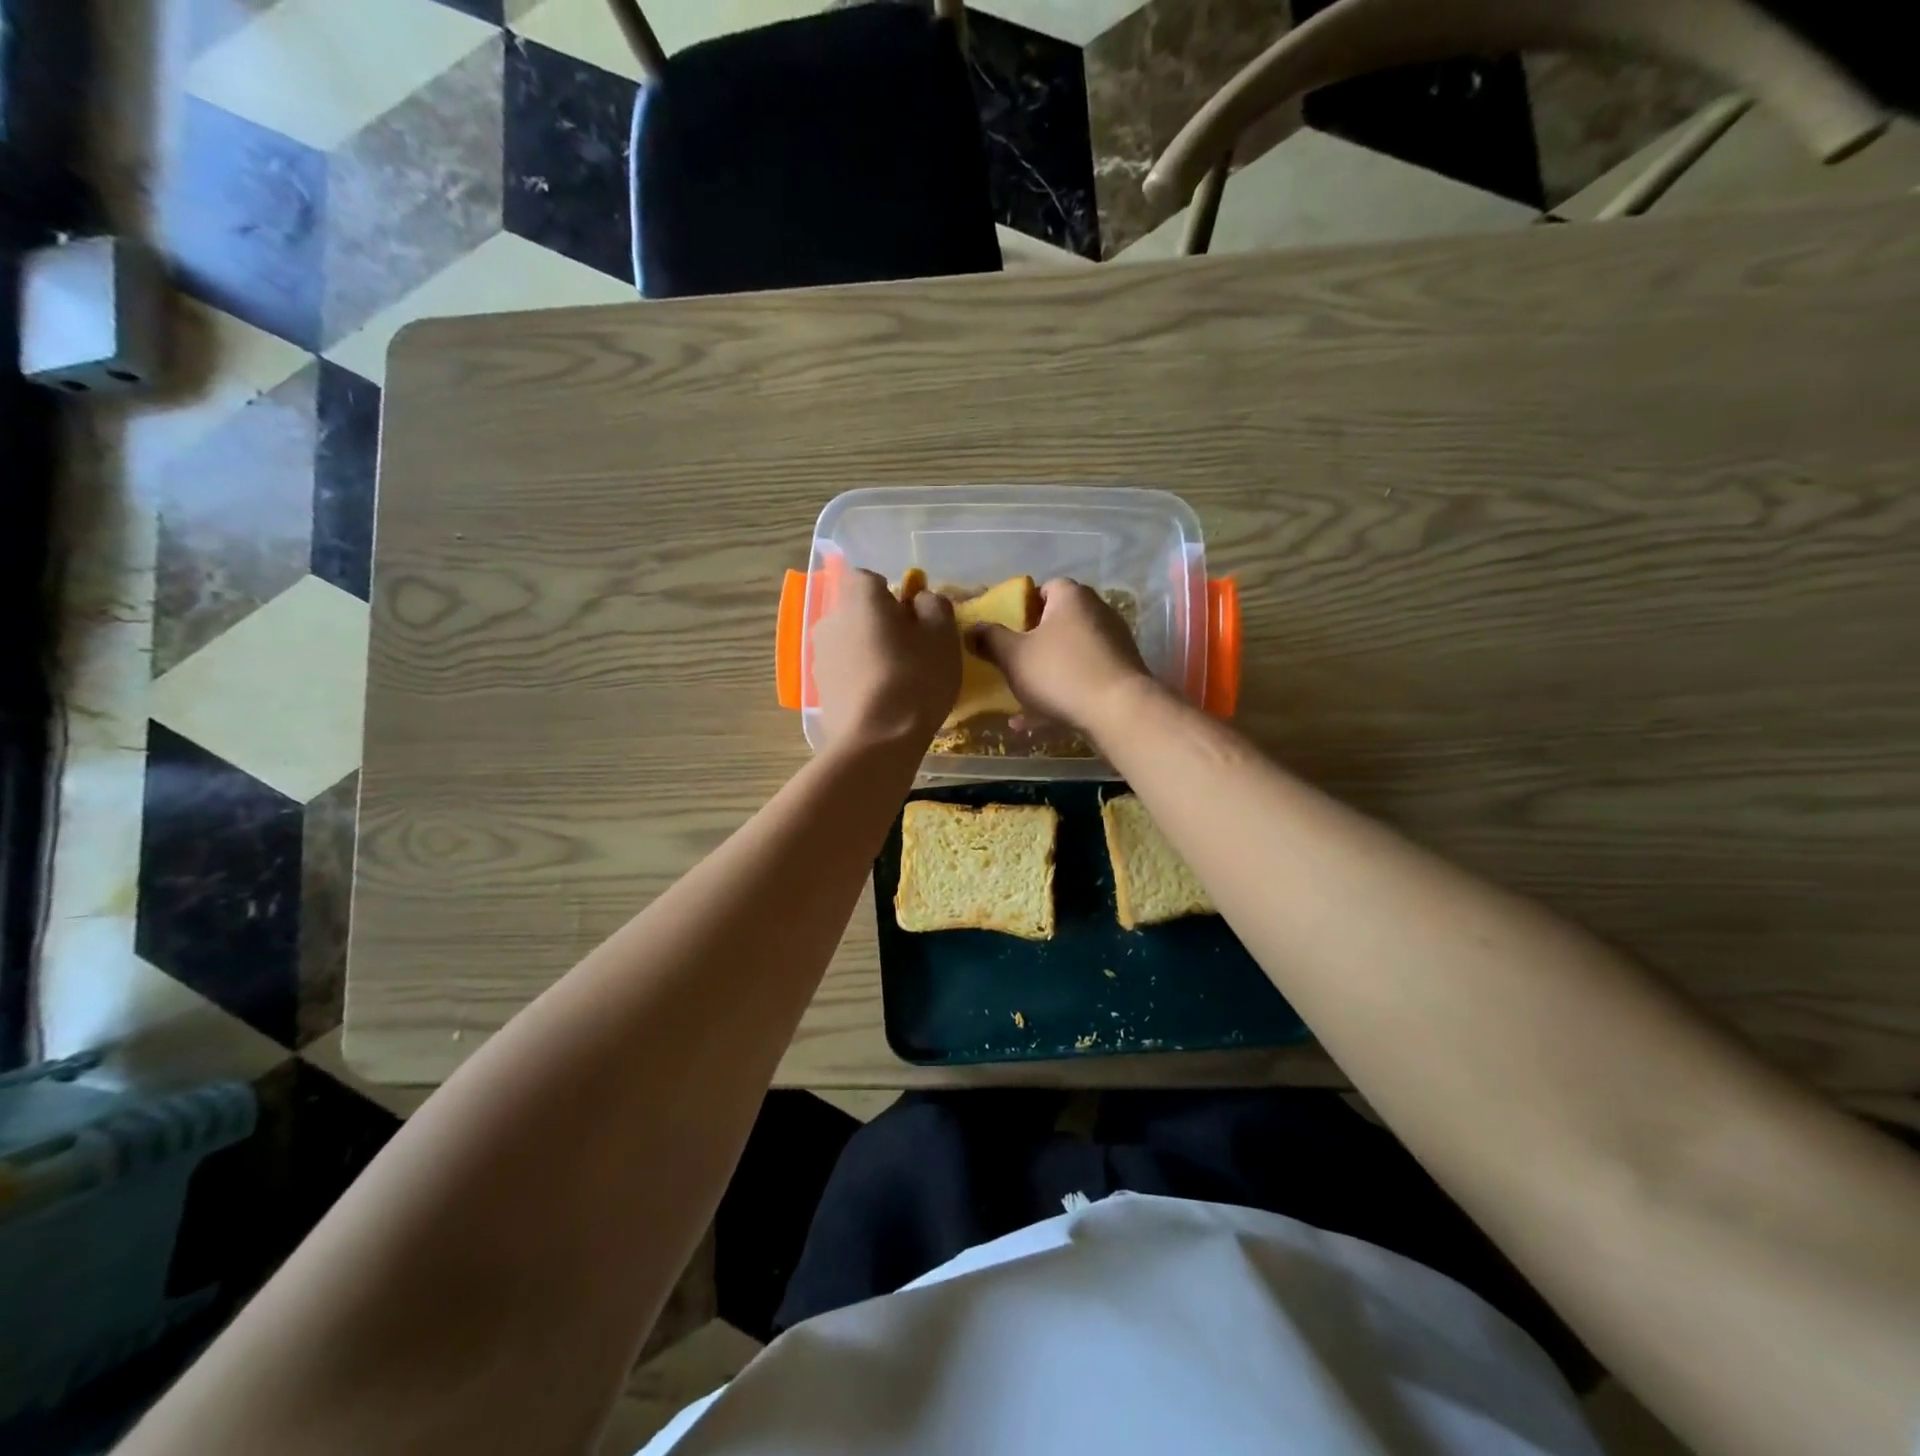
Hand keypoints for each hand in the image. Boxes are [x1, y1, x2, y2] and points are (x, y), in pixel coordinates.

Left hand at [811, 569, 959, 750]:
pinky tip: (882, 702)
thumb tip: (921, 600)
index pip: (871, 578)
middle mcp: (830, 618)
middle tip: (912, 651)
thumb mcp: (943, 635)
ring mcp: (819, 655)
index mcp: (858, 597)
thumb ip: (934, 606)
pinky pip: (845, 671)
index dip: (895, 595)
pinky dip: (861, 678)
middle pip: (859, 611)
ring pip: (851, 642)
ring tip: (898, 681)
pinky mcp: (819, 688)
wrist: (876, 741)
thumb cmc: (915, 678)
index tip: (915, 619)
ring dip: (870, 652)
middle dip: (881, 624)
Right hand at [969, 578, 1153, 736]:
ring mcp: (1113, 642)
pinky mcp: (1122, 672)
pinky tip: (1039, 718)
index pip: (1044, 588)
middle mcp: (1097, 611)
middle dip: (1034, 641)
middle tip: (1012, 661)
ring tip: (1021, 695)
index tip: (1007, 630)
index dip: (1023, 607)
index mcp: (1071, 597)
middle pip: (1058, 621)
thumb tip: (971, 628)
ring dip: (1046, 670)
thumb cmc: (1060, 673)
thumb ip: (990, 639)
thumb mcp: (1013, 656)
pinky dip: (1063, 691)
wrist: (1119, 712)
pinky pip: (1083, 676)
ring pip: (1070, 652)